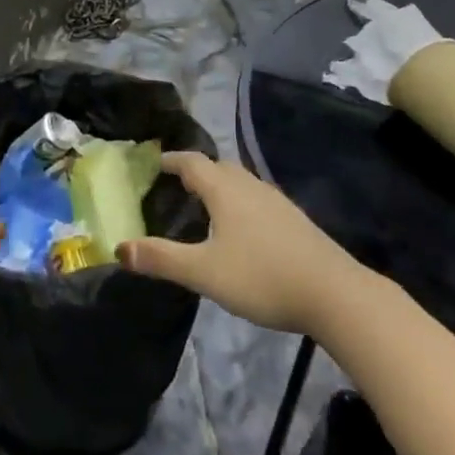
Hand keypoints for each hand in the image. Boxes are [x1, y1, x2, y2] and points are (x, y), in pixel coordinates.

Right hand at [117, 153, 361, 334]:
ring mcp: (276, 201)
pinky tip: (242, 228)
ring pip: (240, 181)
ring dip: (219, 185)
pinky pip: (256, 198)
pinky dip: (239, 202)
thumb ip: (161, 259)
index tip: (153, 163)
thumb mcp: (204, 272)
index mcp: (225, 189)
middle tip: (174, 184)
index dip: (171, 160)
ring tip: (204, 204)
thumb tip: (119, 248)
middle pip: (217, 167)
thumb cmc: (262, 277)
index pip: (191, 162)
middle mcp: (249, 185)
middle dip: (194, 171)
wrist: (336, 294)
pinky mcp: (294, 220)